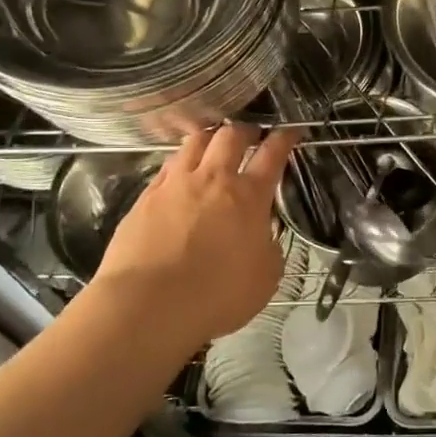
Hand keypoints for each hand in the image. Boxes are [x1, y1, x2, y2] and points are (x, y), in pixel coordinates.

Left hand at [95, 124, 299, 344]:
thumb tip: (261, 234)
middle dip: (245, 130)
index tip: (290, 131)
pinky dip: (181, 161)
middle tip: (251, 135)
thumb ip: (268, 246)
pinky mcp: (145, 197)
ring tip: (214, 143)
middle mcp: (213, 180)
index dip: (284, 139)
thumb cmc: (217, 295)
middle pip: (230, 136)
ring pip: (195, 142)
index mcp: (249, 197)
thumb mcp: (266, 276)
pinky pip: (167, 166)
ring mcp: (175, 185)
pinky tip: (181, 172)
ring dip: (210, 138)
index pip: (272, 155)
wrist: (149, 305)